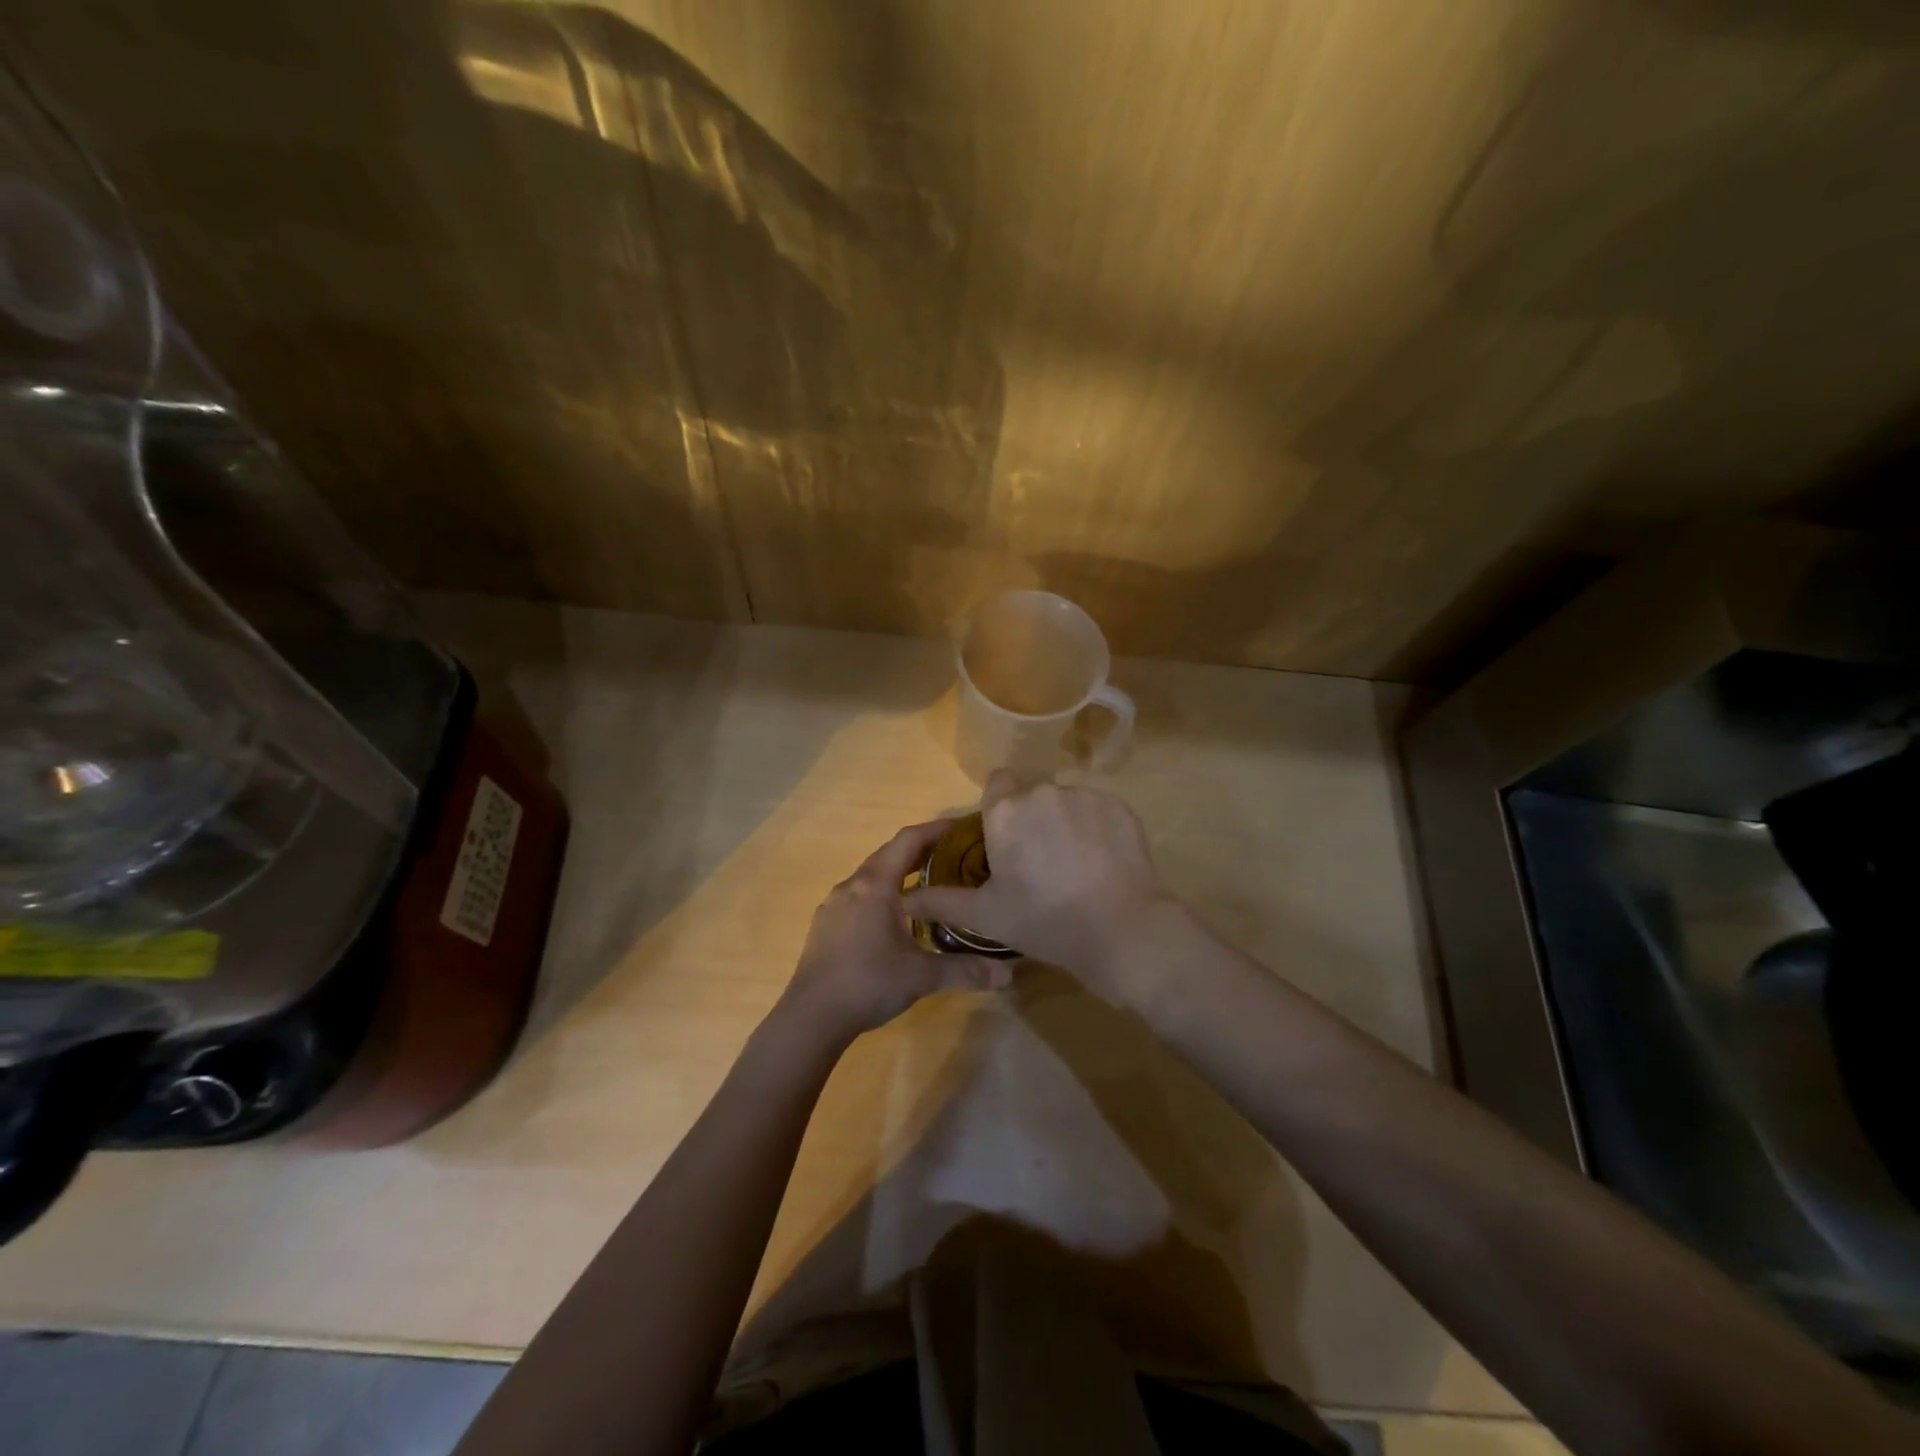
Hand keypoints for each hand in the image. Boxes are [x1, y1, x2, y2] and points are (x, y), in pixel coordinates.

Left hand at [779, 818, 1013, 1047]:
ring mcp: (834, 904)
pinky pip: (859, 894)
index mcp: (875, 886)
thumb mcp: (921, 976)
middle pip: (889, 853)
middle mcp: (852, 885)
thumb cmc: (867, 984)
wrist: (810, 1017)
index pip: (908, 840)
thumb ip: (965, 970)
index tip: (961, 827)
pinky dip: (882, 891)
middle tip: (954, 854)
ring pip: (872, 874)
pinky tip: (895, 916)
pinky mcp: (826, 923)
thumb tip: (1008, 974)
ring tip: (929, 883)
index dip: (936, 829)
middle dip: (921, 849)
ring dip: (900, 871)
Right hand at [902, 772, 1182, 998]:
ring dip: (1066, 823)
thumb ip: (942, 902)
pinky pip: (1099, 810)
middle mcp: (1042, 792)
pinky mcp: (1119, 807)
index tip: (1008, 839)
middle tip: (1042, 863)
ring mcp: (1084, 796)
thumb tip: (905, 900)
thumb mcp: (986, 916)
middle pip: (1033, 796)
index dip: (1001, 808)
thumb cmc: (1043, 921)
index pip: (998, 785)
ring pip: (1067, 802)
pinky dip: (1098, 829)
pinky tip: (1104, 863)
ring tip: (1077, 866)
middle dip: (1034, 820)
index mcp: (1005, 813)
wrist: (1120, 930)